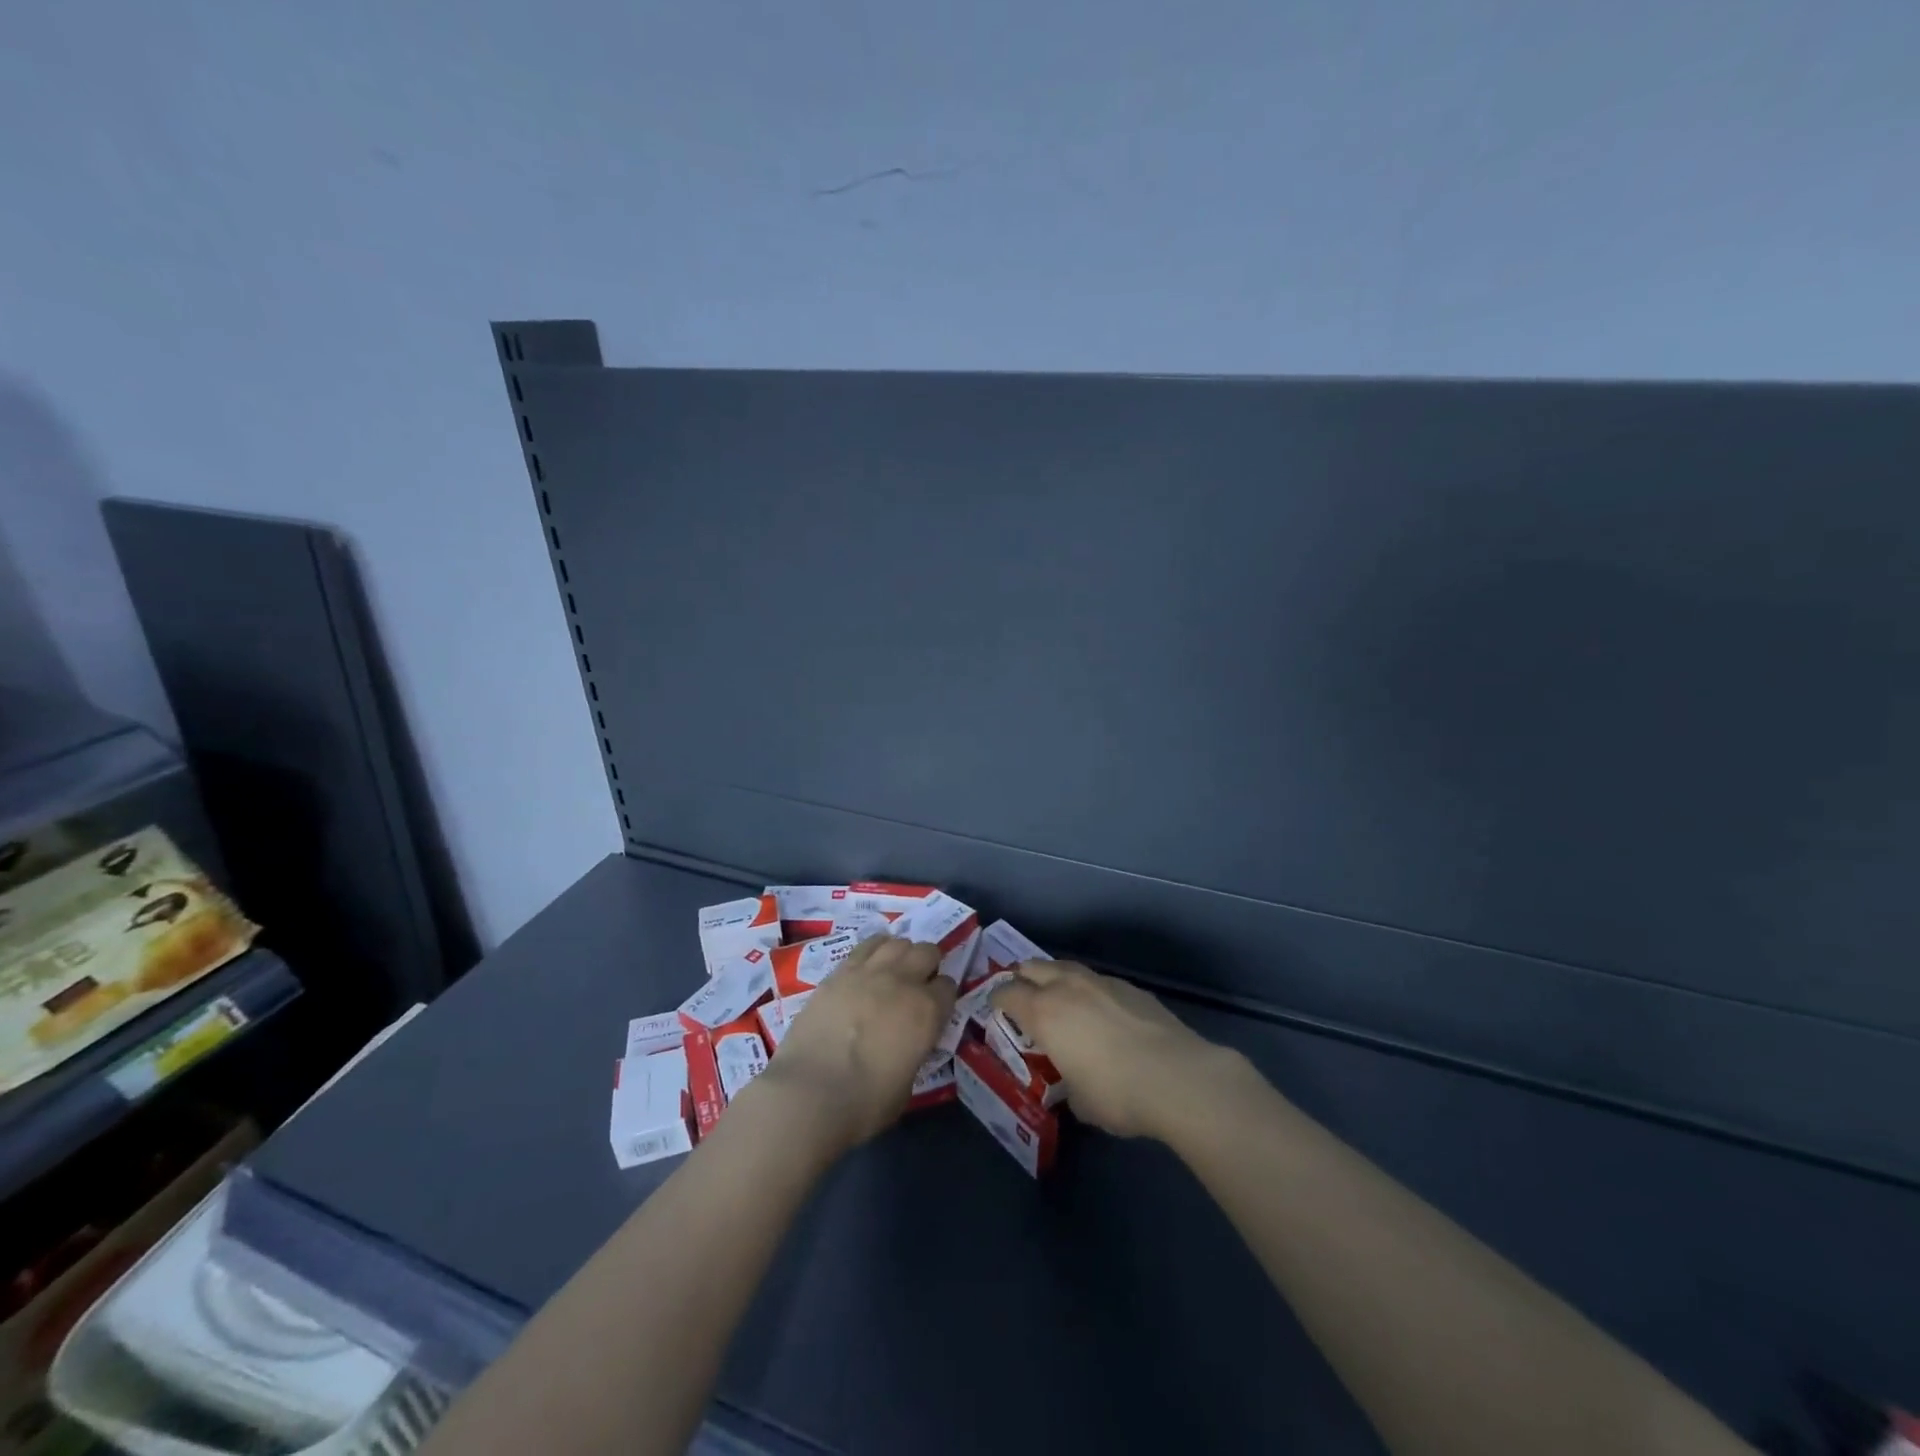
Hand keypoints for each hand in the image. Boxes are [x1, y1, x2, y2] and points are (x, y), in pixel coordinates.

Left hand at [753, 934, 956, 1152]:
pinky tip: (870, 963)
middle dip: (928, 965)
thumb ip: (914, 1051)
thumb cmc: (864, 1104)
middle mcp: (903, 982)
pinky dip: (875, 949)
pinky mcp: (839, 971)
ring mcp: (869, 972)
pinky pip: (866, 946)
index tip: (936, 1008)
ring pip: (897, 942)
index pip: (949, 987)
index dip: (943, 997)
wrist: (809, 1094)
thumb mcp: (907, 1084)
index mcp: (927, 1012)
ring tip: (894, 971)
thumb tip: (907, 1043)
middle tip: (918, 984)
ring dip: (902, 953)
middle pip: (927, 952)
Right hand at [990, 960, 1224, 1140]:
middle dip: (1022, 979)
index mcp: (1044, 1012)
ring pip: (1065, 967)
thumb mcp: (1079, 1101)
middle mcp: (1066, 987)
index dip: (997, 1001)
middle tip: (1022, 998)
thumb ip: (1066, 1081)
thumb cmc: (1117, 1093)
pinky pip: (1097, 980)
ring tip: (1059, 999)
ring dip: (1055, 978)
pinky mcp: (1130, 986)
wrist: (1177, 1077)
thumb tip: (1073, 1080)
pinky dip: (1088, 991)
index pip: (1006, 993)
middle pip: (1032, 967)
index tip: (996, 1011)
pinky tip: (1100, 1012)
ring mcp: (1100, 981)